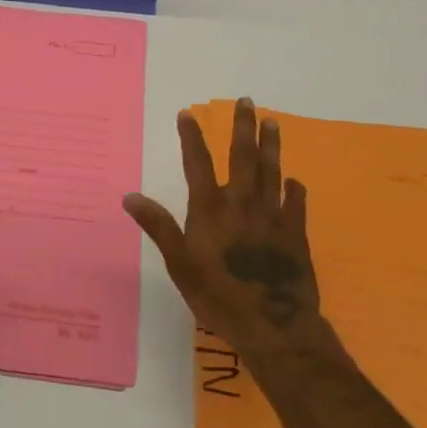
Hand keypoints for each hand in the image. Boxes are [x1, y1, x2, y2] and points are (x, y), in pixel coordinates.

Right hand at [124, 98, 322, 357]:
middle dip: (243, 127)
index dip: (192, 136)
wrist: (273, 326)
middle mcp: (242, 203)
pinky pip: (297, 204)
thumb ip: (158, 226)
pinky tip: (294, 181)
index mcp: (211, 208)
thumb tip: (129, 196)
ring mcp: (273, 216)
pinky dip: (295, 190)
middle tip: (246, 101)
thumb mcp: (179, 264)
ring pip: (271, 171)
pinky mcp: (296, 234)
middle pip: (243, 156)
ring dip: (271, 145)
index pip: (198, 163)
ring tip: (272, 122)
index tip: (187, 113)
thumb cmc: (219, 296)